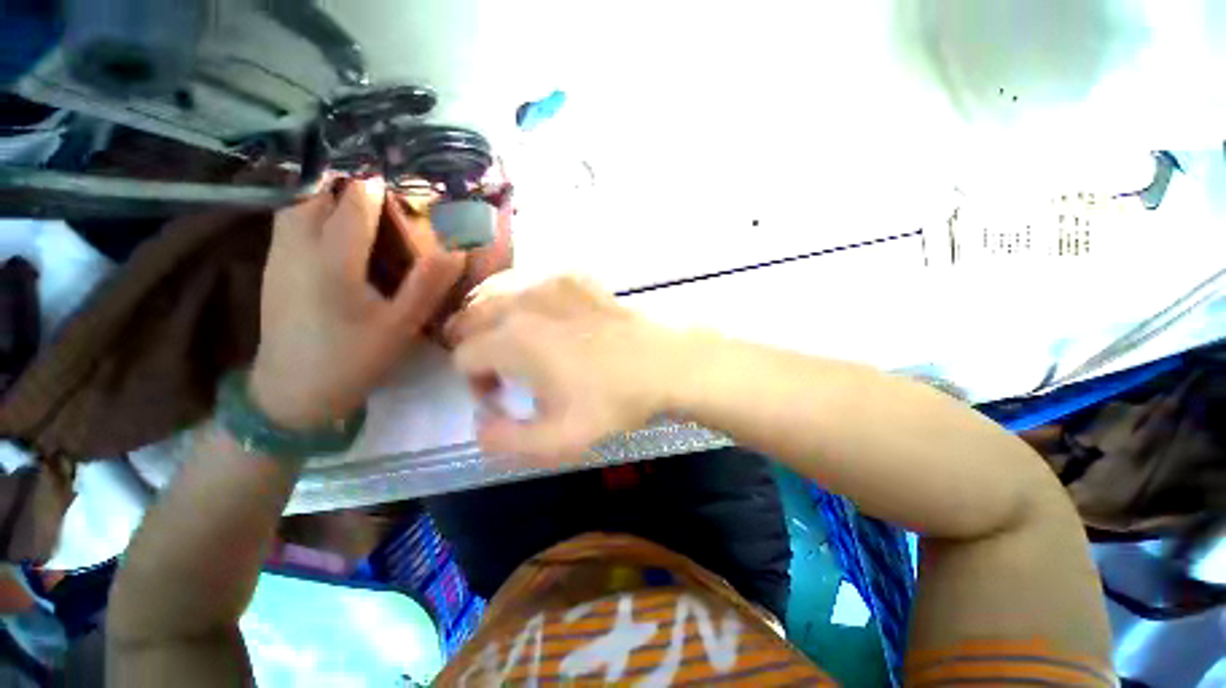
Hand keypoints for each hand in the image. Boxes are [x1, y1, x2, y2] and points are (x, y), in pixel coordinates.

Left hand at [251, 178, 465, 428]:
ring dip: (331, 193)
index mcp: (332, 260)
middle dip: (353, 182)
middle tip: (390, 190)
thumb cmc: (353, 359)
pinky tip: (338, 226)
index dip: (382, 184)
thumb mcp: (401, 326)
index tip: (409, 178)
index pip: (355, 201)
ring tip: (366, 201)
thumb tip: (455, 249)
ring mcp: (278, 254)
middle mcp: (297, 246)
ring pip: (299, 202)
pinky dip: (314, 209)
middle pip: (319, 191)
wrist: (292, 391)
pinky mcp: (272, 265)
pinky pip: (290, 220)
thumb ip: (428, 285)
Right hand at [445, 275, 683, 463]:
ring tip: (512, 340)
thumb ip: (505, 441)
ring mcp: (548, 281)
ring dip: (490, 318)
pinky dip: (519, 299)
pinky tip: (540, 316)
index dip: (475, 381)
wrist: (662, 362)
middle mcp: (522, 300)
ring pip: (493, 292)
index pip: (463, 355)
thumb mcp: (558, 440)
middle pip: (469, 316)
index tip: (501, 396)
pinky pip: (527, 281)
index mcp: (513, 339)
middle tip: (500, 367)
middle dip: (473, 345)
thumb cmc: (612, 401)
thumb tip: (479, 422)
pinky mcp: (571, 275)